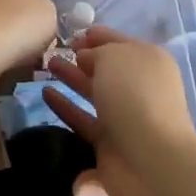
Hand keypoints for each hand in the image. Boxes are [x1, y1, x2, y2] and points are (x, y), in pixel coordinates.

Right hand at [43, 26, 195, 195]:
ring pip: (94, 91)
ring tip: (46, 65)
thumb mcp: (114, 57)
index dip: (95, 36)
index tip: (69, 35)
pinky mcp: (108, 141)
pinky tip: (45, 94)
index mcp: (148, 60)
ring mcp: (125, 115)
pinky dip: (65, 106)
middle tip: (52, 51)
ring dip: (71, 77)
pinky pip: (83, 118)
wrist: (150, 161)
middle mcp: (139, 86)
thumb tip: (85, 58)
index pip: (118, 41)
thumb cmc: (135, 95)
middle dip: (81, 57)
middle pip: (106, 67)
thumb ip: (96, 52)